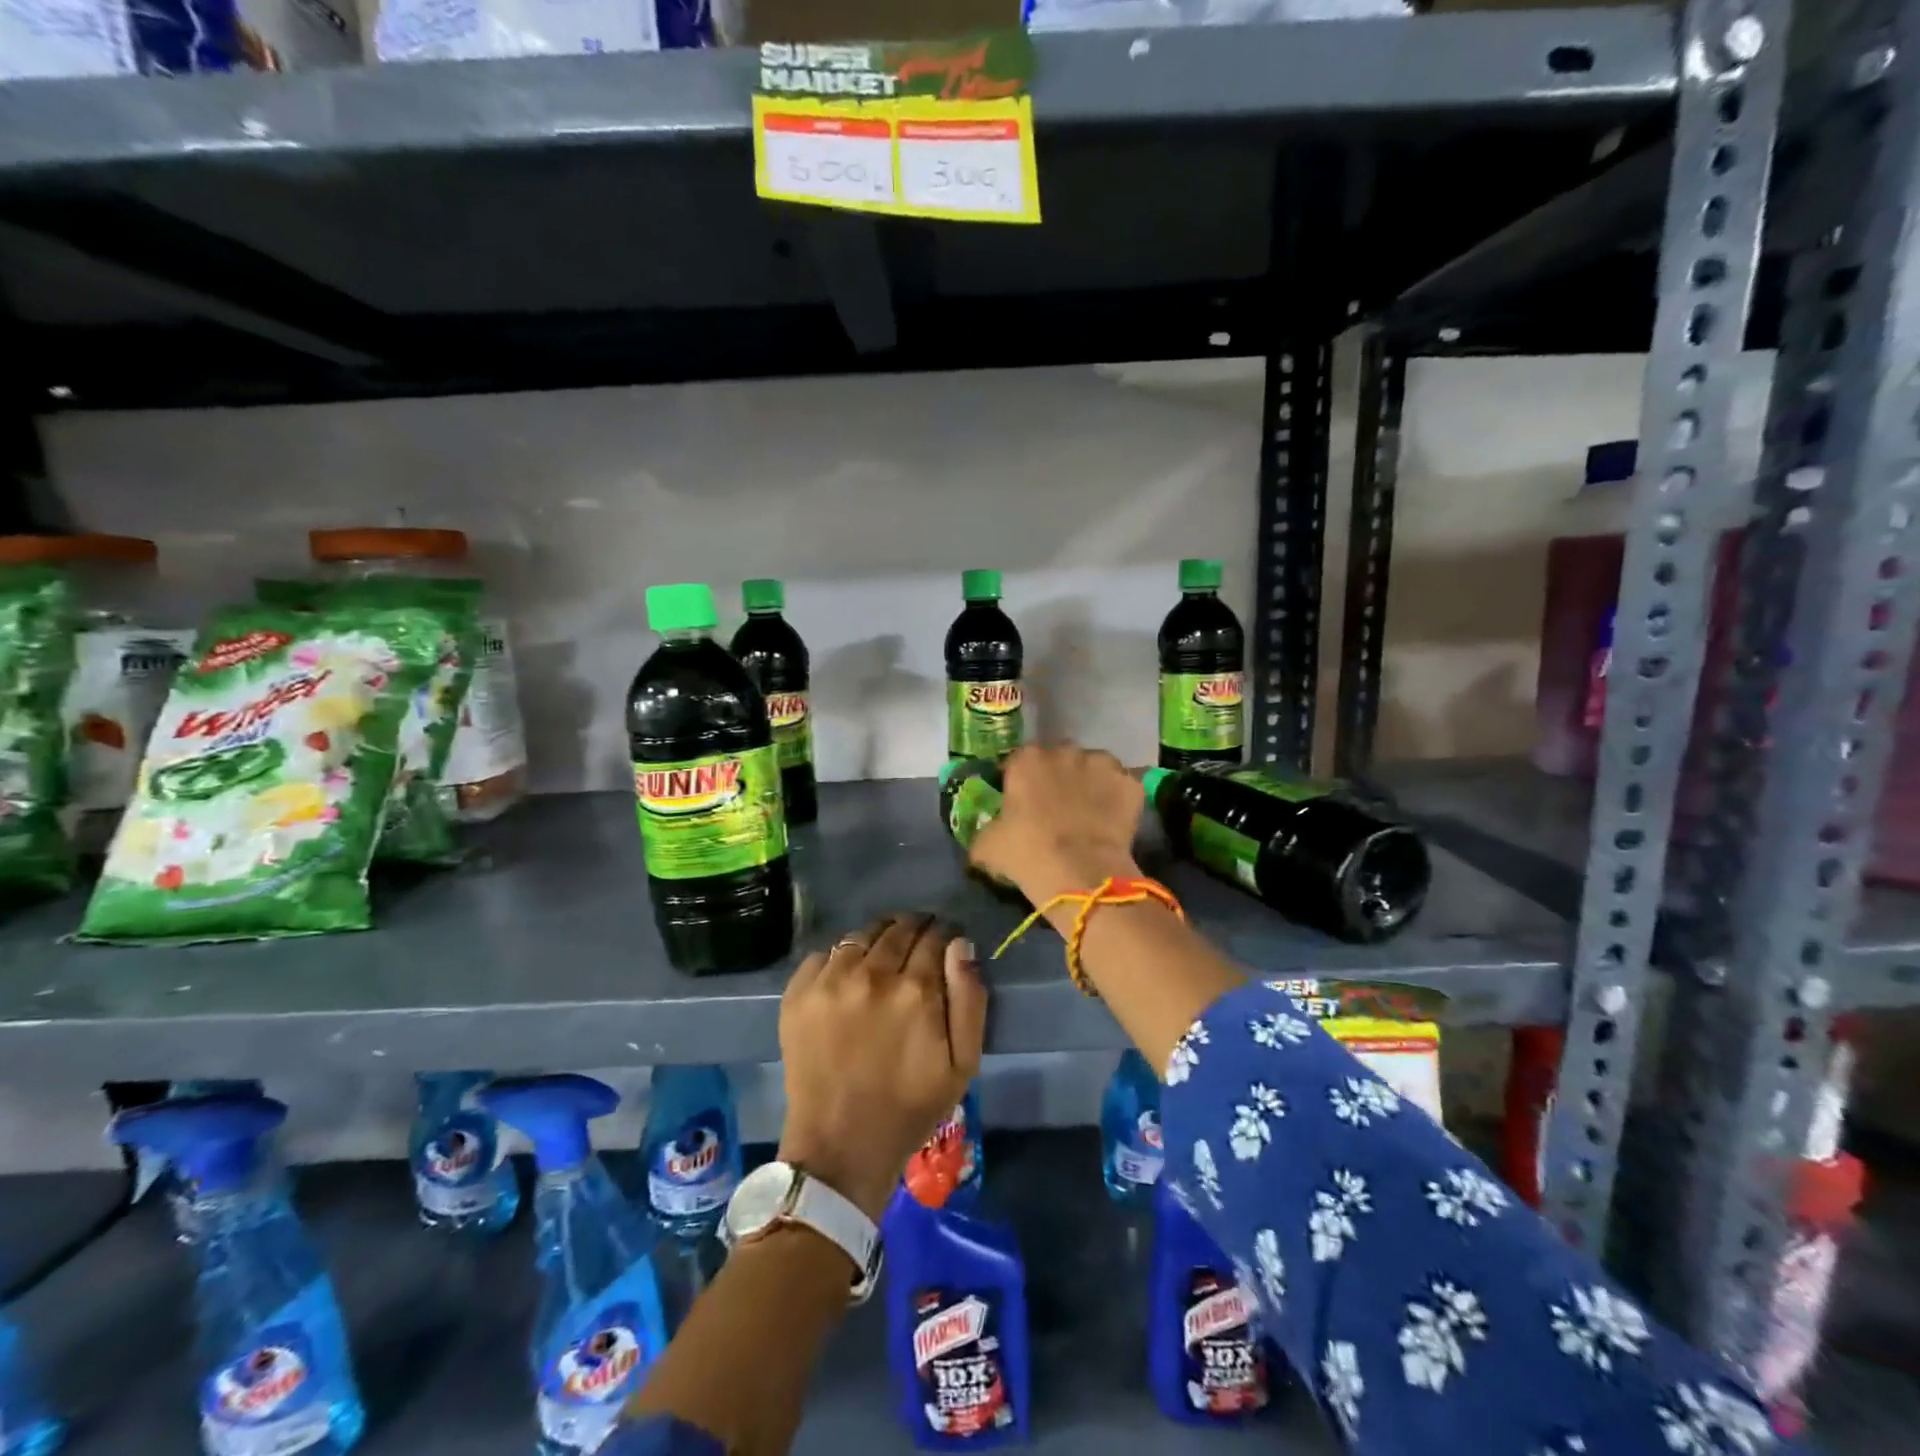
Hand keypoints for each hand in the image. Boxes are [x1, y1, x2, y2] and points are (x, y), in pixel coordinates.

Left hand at [777, 914, 986, 1221]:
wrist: (840, 1147)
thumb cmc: (910, 1107)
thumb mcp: (963, 1064)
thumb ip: (969, 998)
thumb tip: (960, 945)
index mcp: (916, 990)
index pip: (935, 936)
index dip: (944, 935)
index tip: (945, 942)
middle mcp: (871, 974)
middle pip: (898, 928)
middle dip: (914, 929)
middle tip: (917, 942)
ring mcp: (830, 981)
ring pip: (861, 935)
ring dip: (878, 939)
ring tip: (882, 955)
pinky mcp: (798, 993)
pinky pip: (824, 954)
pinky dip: (840, 958)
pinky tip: (847, 977)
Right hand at [969, 745, 1144, 908]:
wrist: (1081, 873)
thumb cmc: (1027, 854)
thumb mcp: (987, 846)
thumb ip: (986, 830)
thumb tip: (986, 835)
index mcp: (1026, 760)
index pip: (1019, 761)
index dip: (1021, 781)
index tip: (1022, 802)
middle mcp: (1064, 751)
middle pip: (1059, 759)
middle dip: (1058, 777)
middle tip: (1057, 809)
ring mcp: (1102, 763)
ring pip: (1094, 767)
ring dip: (1090, 783)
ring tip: (1089, 814)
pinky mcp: (1131, 782)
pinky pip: (1122, 787)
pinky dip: (1118, 799)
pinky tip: (1113, 822)